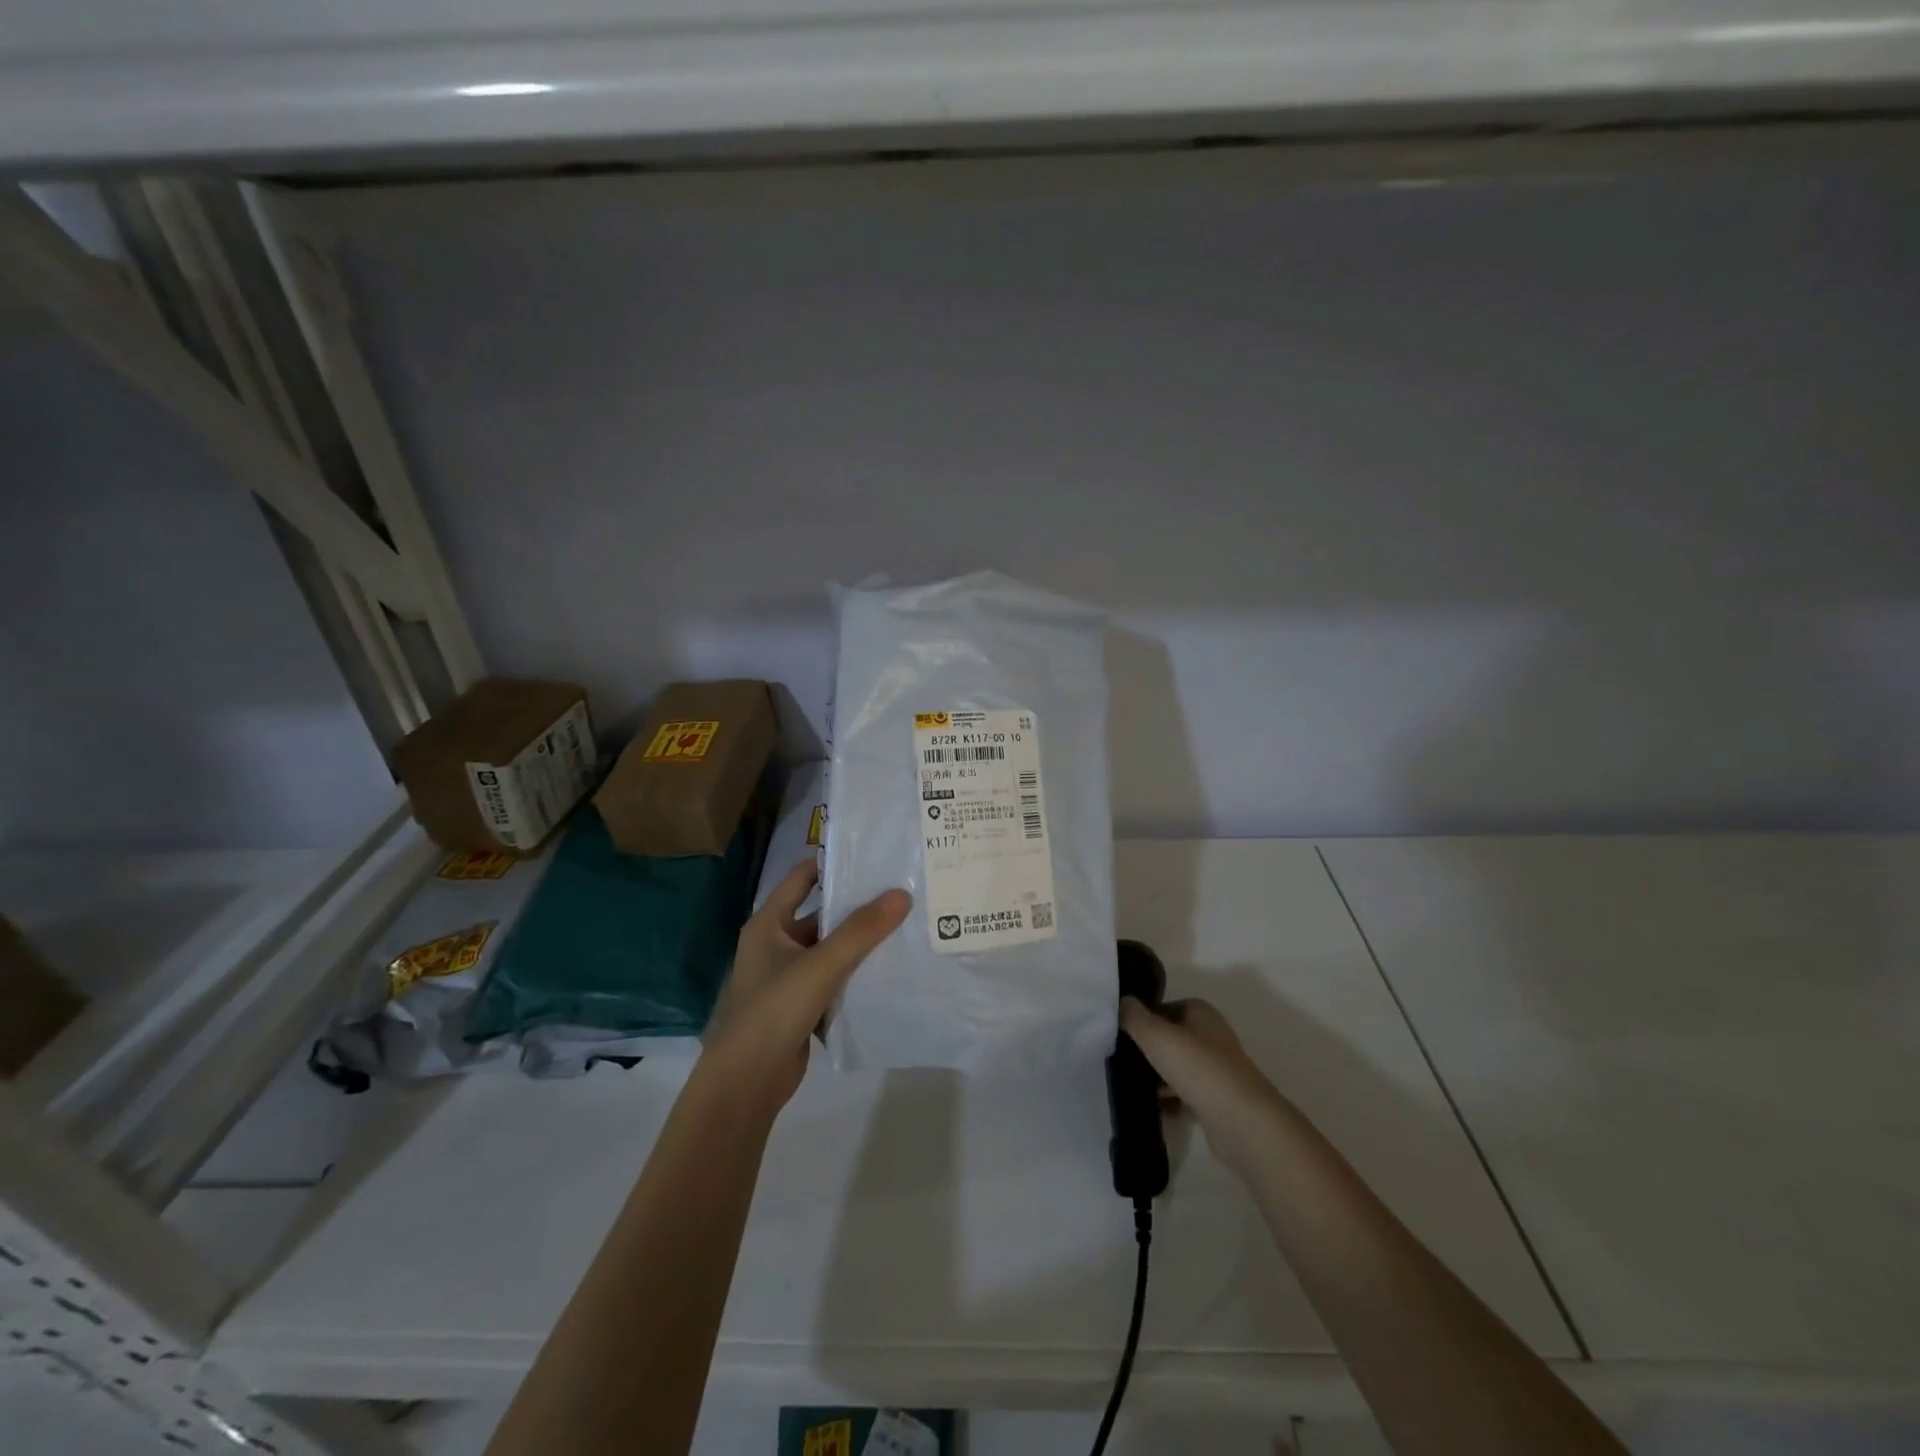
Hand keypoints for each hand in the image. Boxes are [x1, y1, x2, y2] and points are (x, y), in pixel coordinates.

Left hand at [701, 859, 910, 1114]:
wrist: (746, 1083)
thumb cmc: (774, 1010)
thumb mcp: (820, 965)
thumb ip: (861, 931)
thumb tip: (901, 894)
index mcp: (769, 923)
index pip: (802, 877)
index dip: (833, 863)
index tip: (873, 856)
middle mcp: (776, 944)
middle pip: (820, 914)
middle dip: (856, 906)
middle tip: (900, 892)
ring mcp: (788, 976)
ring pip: (829, 948)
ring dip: (859, 941)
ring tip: (904, 926)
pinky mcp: (801, 1004)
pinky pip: (833, 977)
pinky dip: (855, 972)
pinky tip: (889, 968)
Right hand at [1119, 996, 1282, 1172]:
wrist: (1242, 1123)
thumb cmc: (1198, 1068)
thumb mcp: (1156, 1035)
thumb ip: (1133, 1016)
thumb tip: (1121, 1002)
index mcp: (1201, 1013)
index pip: (1163, 1008)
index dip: (1141, 1018)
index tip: (1118, 1033)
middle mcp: (1211, 1036)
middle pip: (1170, 1038)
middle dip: (1147, 1049)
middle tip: (1118, 1059)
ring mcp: (1216, 1070)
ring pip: (1177, 1067)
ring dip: (1156, 1076)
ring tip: (1128, 1085)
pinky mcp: (1217, 1101)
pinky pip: (1185, 1095)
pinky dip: (1169, 1101)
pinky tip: (1151, 1108)